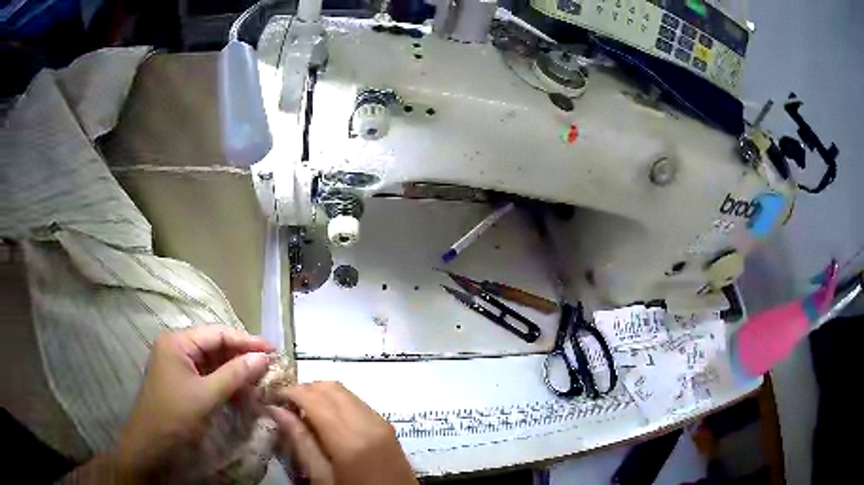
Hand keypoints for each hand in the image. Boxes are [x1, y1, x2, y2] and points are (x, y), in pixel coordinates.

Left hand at [117, 325, 272, 480]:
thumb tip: (263, 357)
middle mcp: (177, 348)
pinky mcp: (183, 383)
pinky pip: (208, 377)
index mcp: (177, 342)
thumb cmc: (174, 416)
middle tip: (269, 367)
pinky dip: (226, 384)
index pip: (217, 333)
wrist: (151, 446)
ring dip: (235, 372)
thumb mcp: (206, 395)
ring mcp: (179, 366)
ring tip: (259, 381)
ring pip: (213, 363)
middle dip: (241, 356)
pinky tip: (242, 393)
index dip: (246, 340)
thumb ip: (234, 374)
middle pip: (215, 346)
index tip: (273, 349)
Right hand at [268, 382, 416, 484]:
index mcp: (349, 438)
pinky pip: (357, 402)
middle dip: (303, 390)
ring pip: (344, 391)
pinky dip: (337, 402)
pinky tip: (326, 419)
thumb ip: (300, 442)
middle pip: (329, 388)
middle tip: (284, 406)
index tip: (270, 399)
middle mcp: (368, 422)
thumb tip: (276, 410)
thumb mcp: (322, 478)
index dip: (288, 392)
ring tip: (302, 413)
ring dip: (320, 394)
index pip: (313, 397)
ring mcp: (381, 422)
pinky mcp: (388, 426)